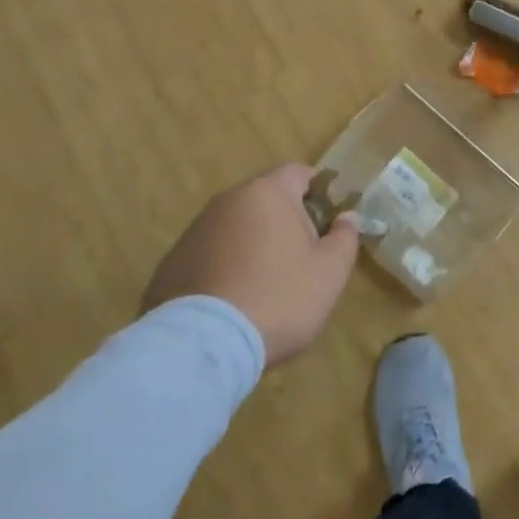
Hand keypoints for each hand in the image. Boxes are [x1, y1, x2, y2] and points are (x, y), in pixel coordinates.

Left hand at [143, 164, 360, 364]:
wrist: (203, 345)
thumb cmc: (279, 298)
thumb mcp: (330, 272)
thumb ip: (345, 237)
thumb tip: (347, 217)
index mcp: (268, 193)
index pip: (299, 172)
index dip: (319, 192)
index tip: (328, 223)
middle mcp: (228, 201)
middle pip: (266, 199)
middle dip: (285, 221)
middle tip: (301, 259)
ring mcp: (195, 231)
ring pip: (236, 227)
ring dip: (253, 244)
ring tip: (264, 285)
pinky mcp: (171, 262)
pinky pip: (210, 254)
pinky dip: (224, 267)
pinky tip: (232, 301)